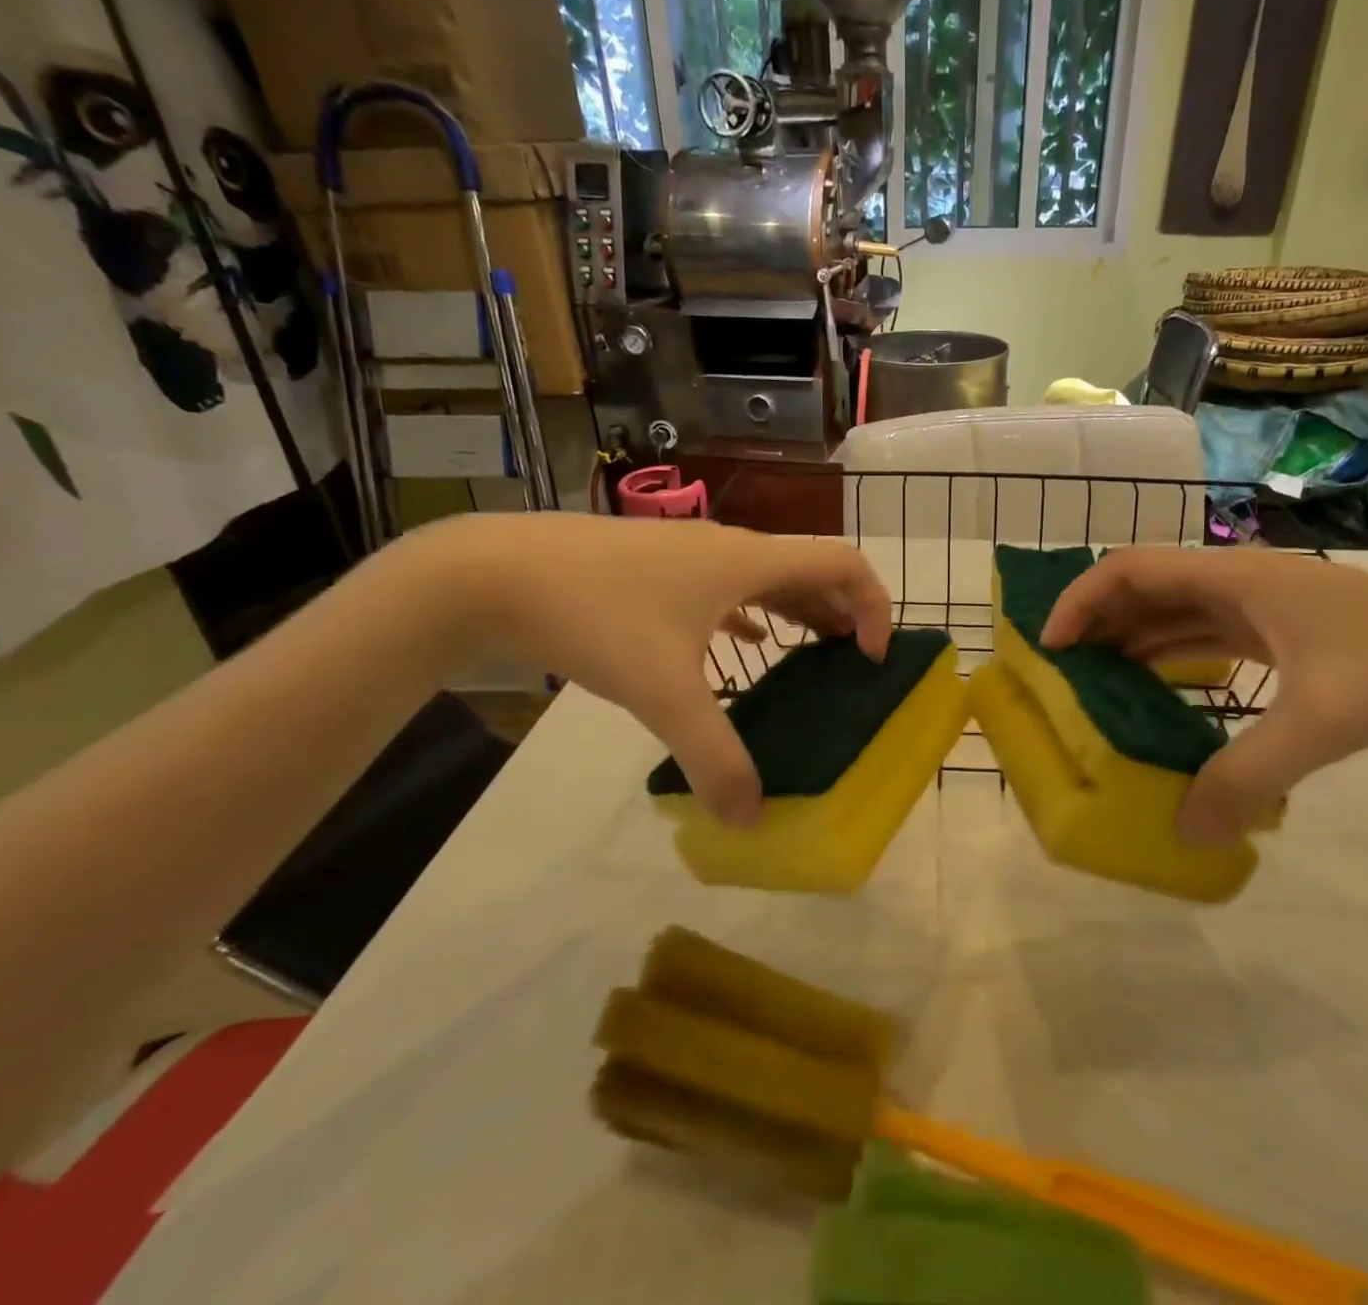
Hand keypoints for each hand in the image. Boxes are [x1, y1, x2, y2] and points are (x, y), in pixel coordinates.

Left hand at [420, 514, 891, 826]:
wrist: (493, 572)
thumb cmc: (595, 616)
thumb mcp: (661, 692)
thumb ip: (712, 757)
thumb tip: (752, 819)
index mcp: (748, 561)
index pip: (843, 562)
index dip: (875, 604)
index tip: (871, 657)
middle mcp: (729, 549)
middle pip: (811, 568)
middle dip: (844, 613)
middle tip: (853, 665)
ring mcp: (690, 555)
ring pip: (768, 576)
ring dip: (801, 611)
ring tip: (814, 655)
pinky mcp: (658, 568)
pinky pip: (728, 586)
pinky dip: (754, 612)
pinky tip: (744, 644)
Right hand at [1040, 547, 1367, 841]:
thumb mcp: (1322, 723)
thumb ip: (1248, 775)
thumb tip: (1184, 830)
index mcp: (1235, 577)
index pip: (1129, 568)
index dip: (1081, 600)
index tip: (1051, 647)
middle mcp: (1237, 580)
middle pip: (1143, 587)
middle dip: (1096, 623)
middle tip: (1062, 673)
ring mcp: (1260, 604)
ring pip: (1172, 611)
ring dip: (1130, 640)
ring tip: (1095, 685)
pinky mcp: (1278, 630)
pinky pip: (1203, 634)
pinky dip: (1169, 656)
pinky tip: (1157, 691)